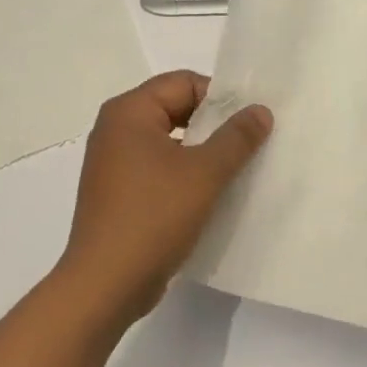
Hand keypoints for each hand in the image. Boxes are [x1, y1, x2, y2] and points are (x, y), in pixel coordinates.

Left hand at [59, 71, 271, 320]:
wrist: (106, 284)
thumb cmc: (154, 217)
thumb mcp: (204, 173)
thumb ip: (236, 137)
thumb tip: (260, 110)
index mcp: (128, 112)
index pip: (183, 83)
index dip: (220, 97)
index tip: (250, 123)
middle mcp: (114, 130)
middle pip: (174, 109)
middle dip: (213, 125)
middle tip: (249, 146)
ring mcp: (112, 164)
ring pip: (168, 142)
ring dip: (201, 152)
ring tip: (235, 171)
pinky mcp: (117, 193)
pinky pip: (157, 169)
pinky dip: (183, 175)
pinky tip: (209, 196)